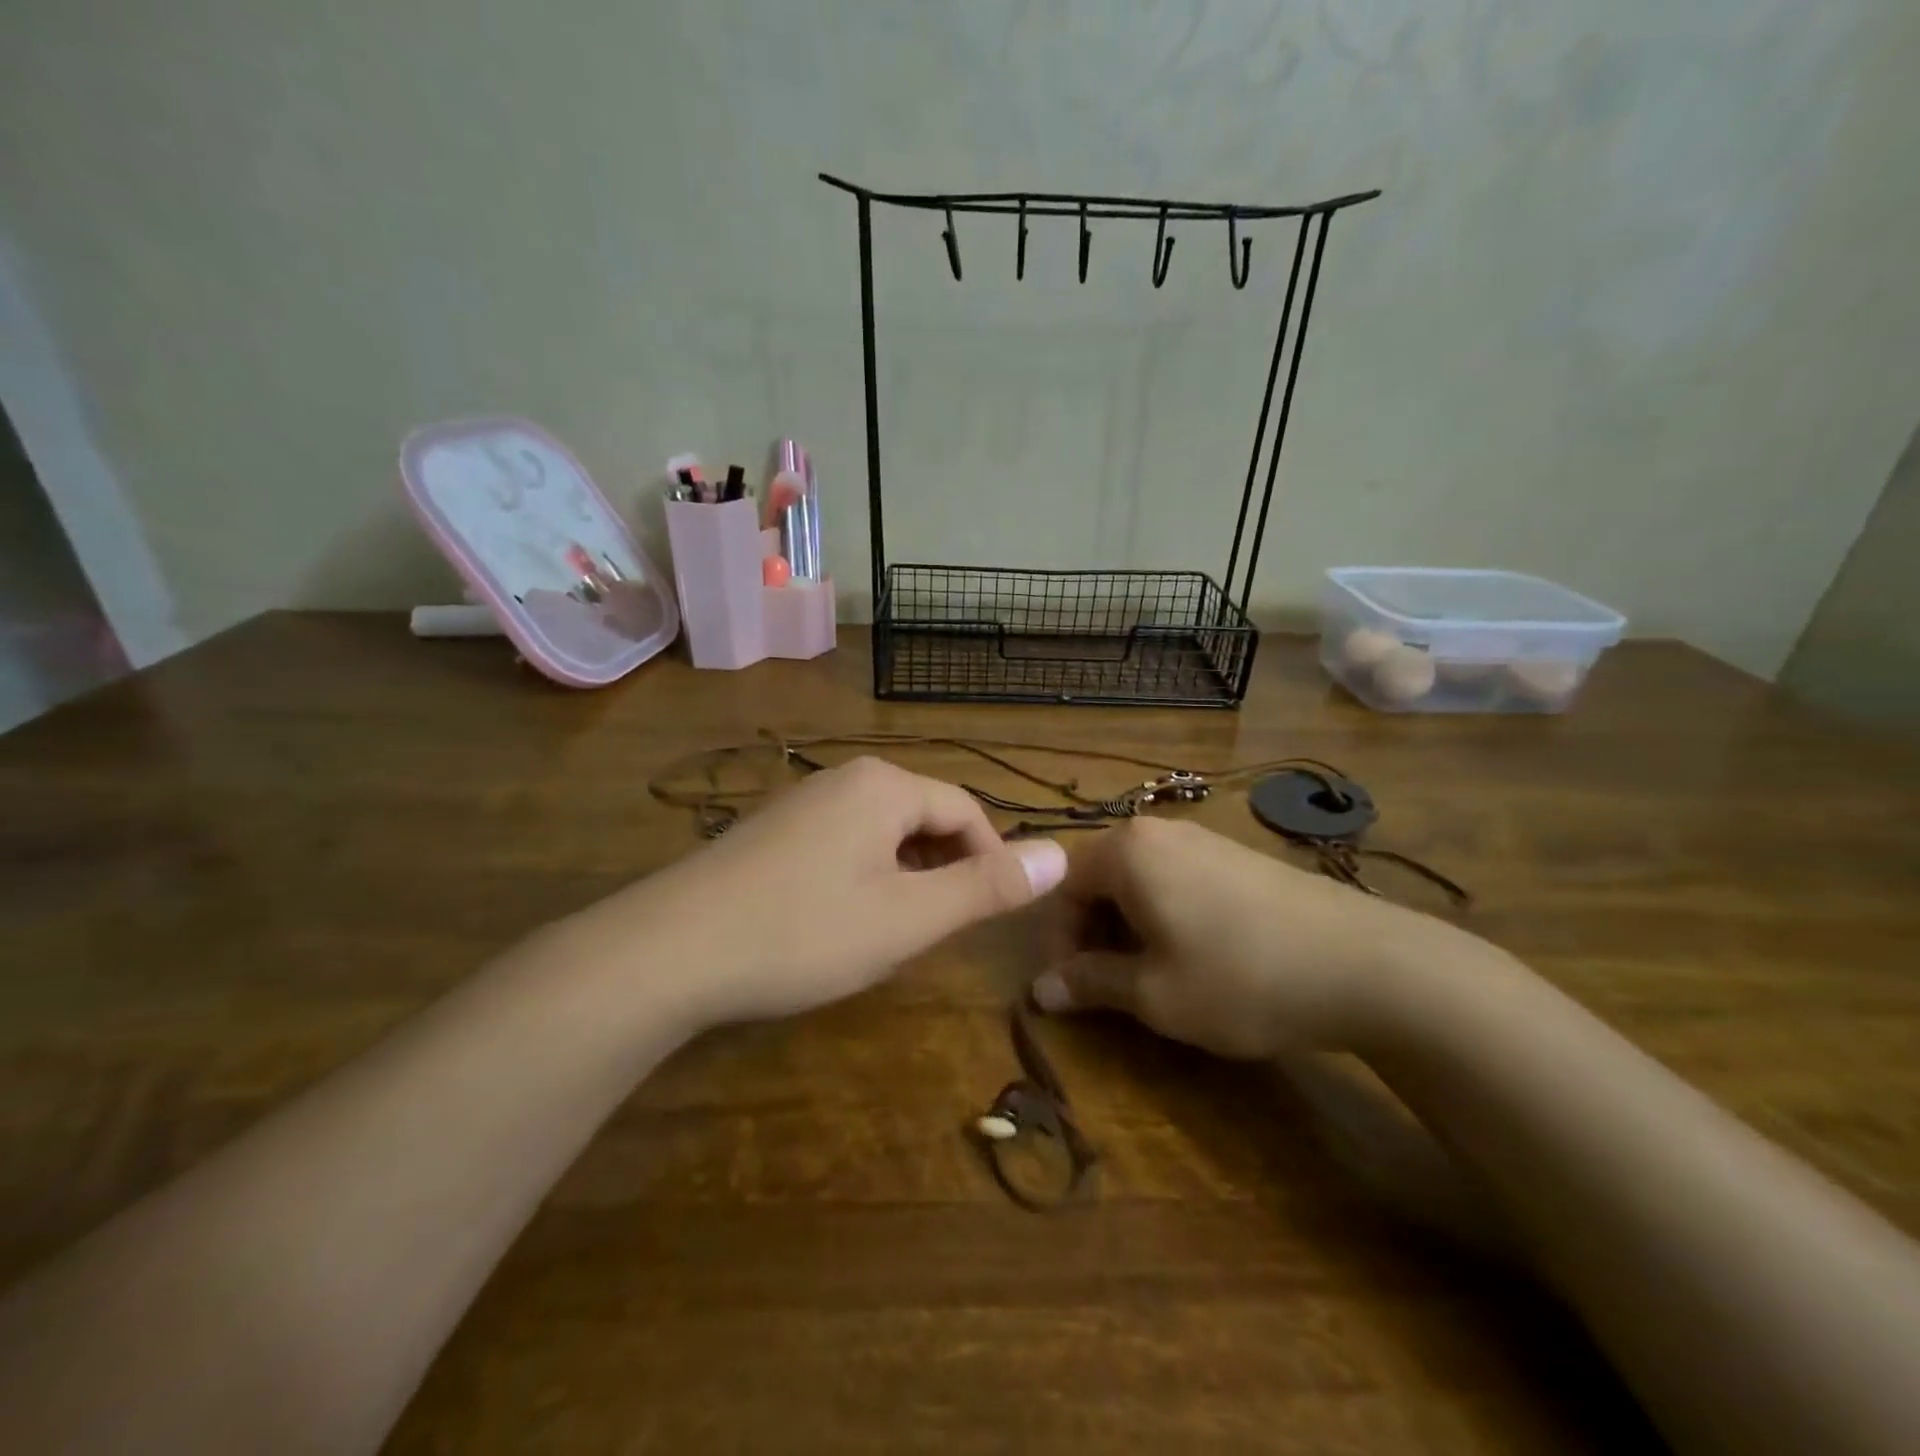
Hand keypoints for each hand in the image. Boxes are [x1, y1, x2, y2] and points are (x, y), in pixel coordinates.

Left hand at [594, 757, 1067, 1027]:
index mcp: (885, 785)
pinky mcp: (772, 828)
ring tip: (895, 929)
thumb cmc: (803, 932)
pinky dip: (864, 875)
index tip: (993, 914)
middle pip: (924, 815)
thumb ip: (986, 886)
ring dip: (905, 875)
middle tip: (940, 930)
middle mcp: (846, 778)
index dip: (991, 860)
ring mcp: (802, 800)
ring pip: (882, 831)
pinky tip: (840, 918)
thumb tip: (1061, 853)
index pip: (966, 811)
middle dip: (945, 868)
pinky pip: (843, 841)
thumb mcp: (908, 918)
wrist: (669, 950)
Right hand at [1030, 818, 1441, 1055]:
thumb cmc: (1240, 977)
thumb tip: (1041, 990)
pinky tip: (1196, 953)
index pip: (1063, 886)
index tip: (1071, 987)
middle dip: (1092, 931)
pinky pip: (1177, 877)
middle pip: (1100, 877)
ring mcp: (1204, 839)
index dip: (1058, 939)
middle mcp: (1159, 831)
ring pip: (1139, 878)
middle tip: (1108, 984)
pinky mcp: (1238, 855)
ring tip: (1152, 973)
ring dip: (1128, 924)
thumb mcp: (1154, 993)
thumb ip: (1090, 983)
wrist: (1367, 964)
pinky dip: (1165, 913)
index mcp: (1127, 851)